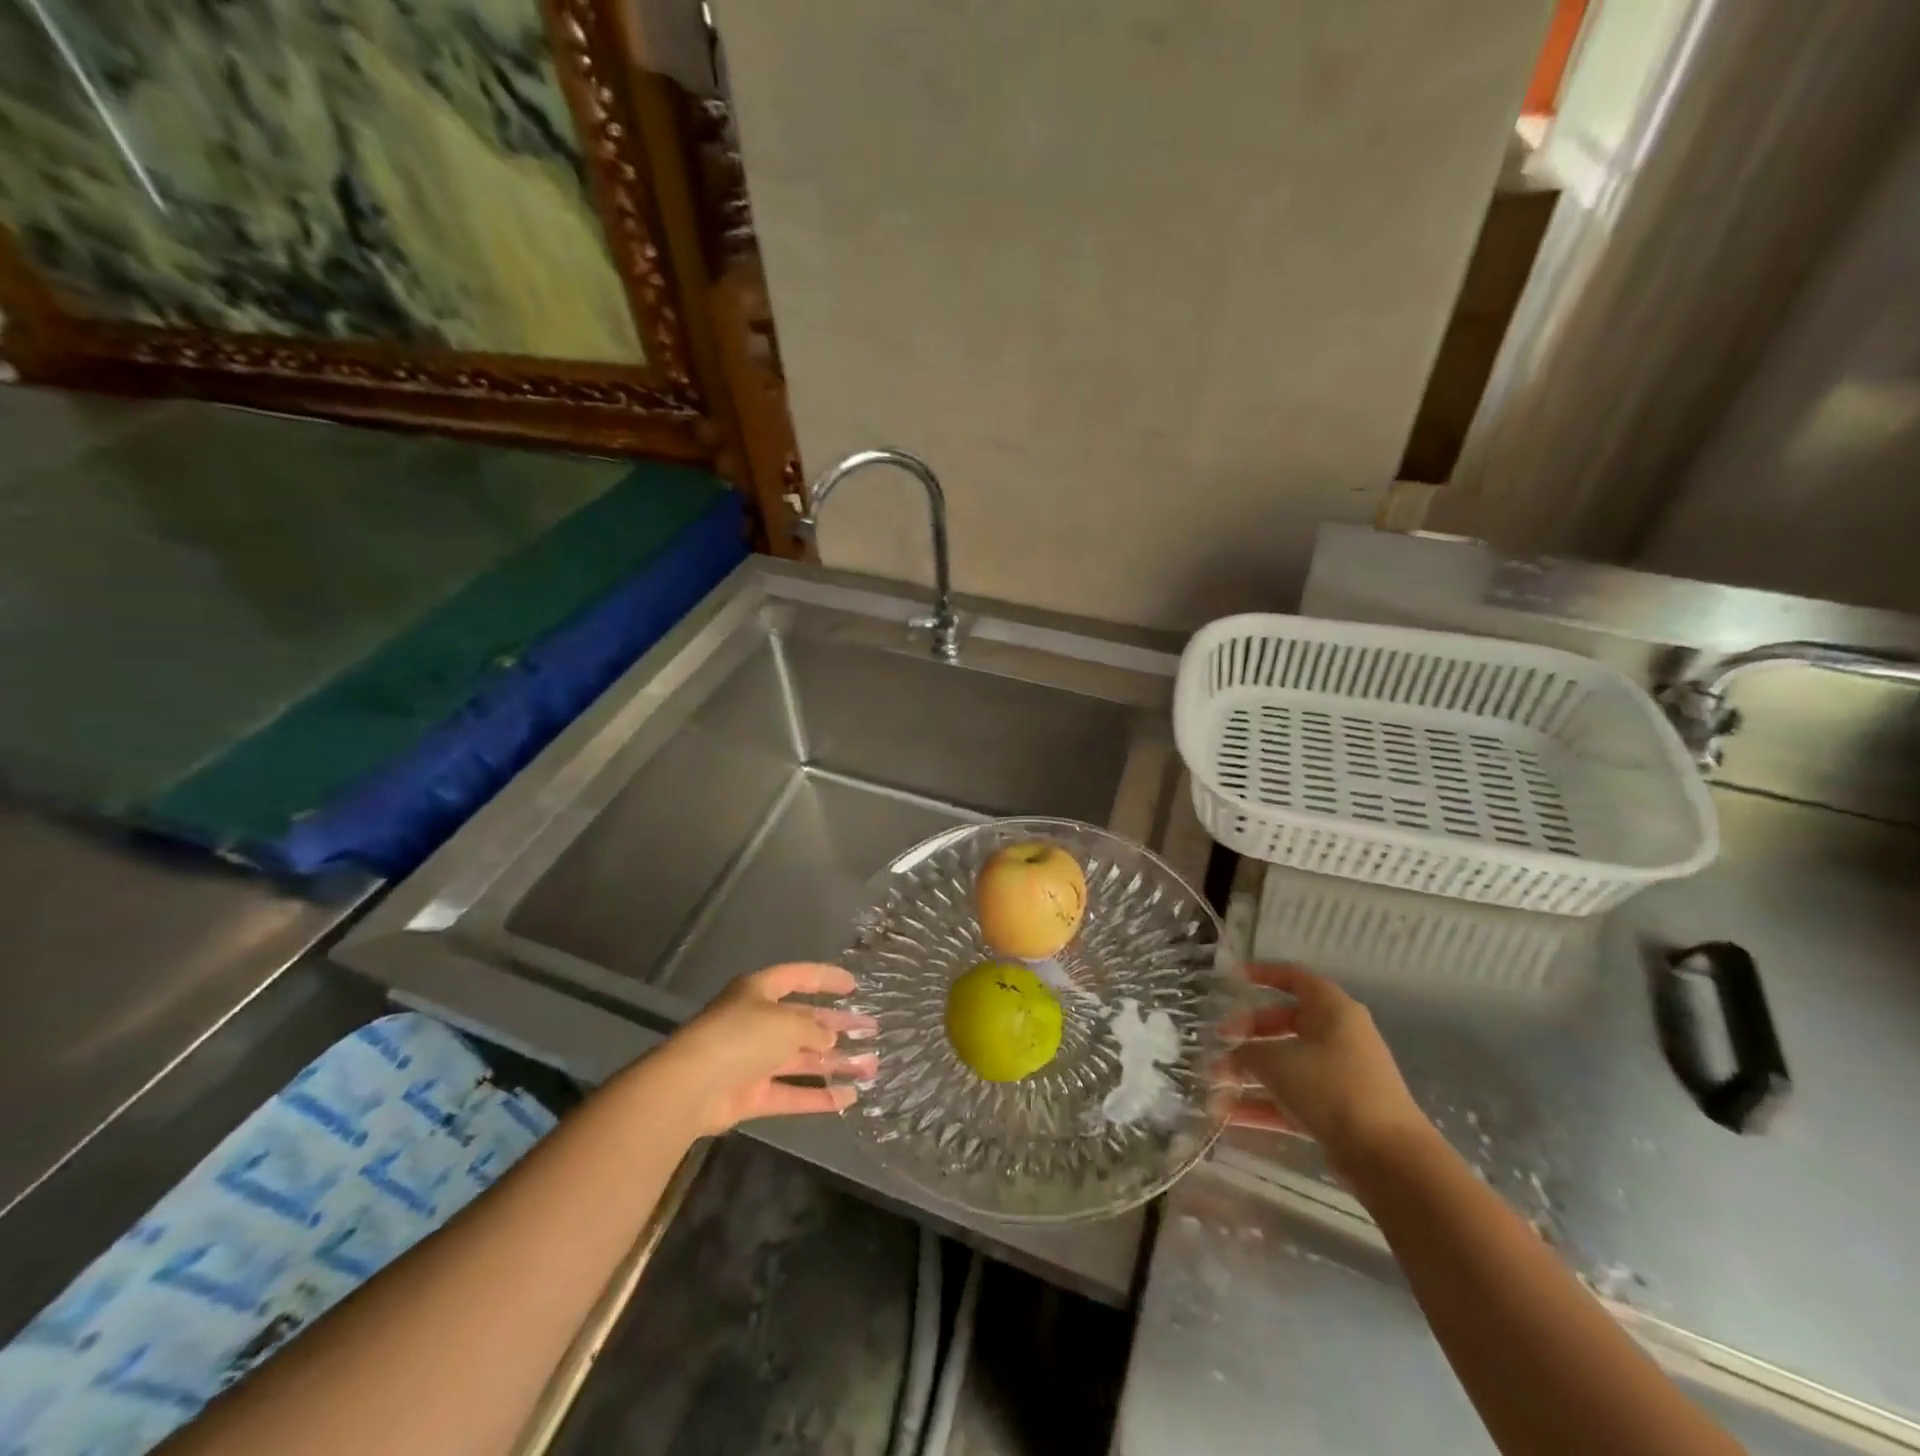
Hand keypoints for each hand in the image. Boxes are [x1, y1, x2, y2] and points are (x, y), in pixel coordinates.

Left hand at [651, 963, 877, 1135]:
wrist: (692, 1086)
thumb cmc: (742, 1036)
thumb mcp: (786, 1022)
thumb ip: (814, 1029)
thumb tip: (828, 1040)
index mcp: (760, 991)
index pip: (799, 977)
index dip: (827, 978)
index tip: (854, 985)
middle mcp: (757, 1022)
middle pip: (804, 1021)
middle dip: (838, 1026)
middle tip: (872, 1029)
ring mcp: (754, 1061)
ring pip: (802, 1060)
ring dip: (836, 1063)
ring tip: (872, 1065)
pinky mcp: (752, 1095)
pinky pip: (792, 1093)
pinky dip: (819, 1096)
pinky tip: (850, 1097)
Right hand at [1224, 963, 1428, 1166]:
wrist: (1388, 1159)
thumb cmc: (1333, 1088)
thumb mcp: (1278, 1062)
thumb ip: (1247, 1053)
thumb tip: (1231, 1057)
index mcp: (1333, 1011)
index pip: (1295, 979)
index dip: (1263, 975)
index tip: (1233, 978)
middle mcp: (1338, 1038)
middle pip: (1285, 1024)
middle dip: (1249, 1034)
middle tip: (1220, 1041)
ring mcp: (1338, 1077)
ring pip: (1286, 1066)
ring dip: (1249, 1074)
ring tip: (1213, 1083)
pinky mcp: (1336, 1113)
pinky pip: (1291, 1100)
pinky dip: (1263, 1105)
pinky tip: (1228, 1116)